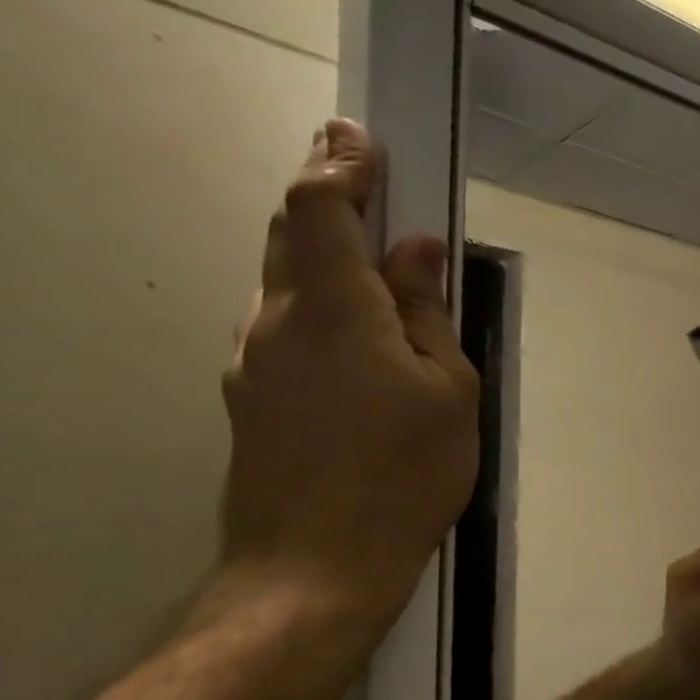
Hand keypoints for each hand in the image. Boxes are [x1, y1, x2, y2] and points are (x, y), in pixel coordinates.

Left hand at [220, 119, 479, 627]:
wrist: (317, 564)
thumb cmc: (405, 470)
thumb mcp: (448, 389)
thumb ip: (429, 313)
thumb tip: (416, 251)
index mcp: (333, 308)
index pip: (320, 208)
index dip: (338, 164)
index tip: (358, 135)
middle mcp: (276, 320)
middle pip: (290, 235)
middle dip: (324, 195)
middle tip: (360, 173)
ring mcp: (254, 361)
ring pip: (285, 283)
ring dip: (322, 255)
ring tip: (372, 261)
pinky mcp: (252, 397)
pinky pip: (285, 327)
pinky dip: (318, 305)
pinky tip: (356, 334)